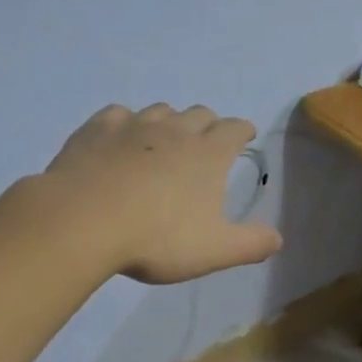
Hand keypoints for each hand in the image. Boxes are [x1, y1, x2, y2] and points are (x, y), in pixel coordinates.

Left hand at [44, 104, 282, 284]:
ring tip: (163, 143)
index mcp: (208, 153)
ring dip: (168, 122)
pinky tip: (120, 140)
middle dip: (208, 124)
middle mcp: (175, 129)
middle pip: (200, 113)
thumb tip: (278, 239)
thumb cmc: (156, 238)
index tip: (244, 136)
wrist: (83, 221)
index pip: (235, 128)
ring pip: (160, 110)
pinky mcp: (97, 128)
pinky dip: (126, 124)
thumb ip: (250, 244)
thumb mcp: (213, 251)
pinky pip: (119, 115)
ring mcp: (134, 125)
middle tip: (204, 144)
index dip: (243, 130)